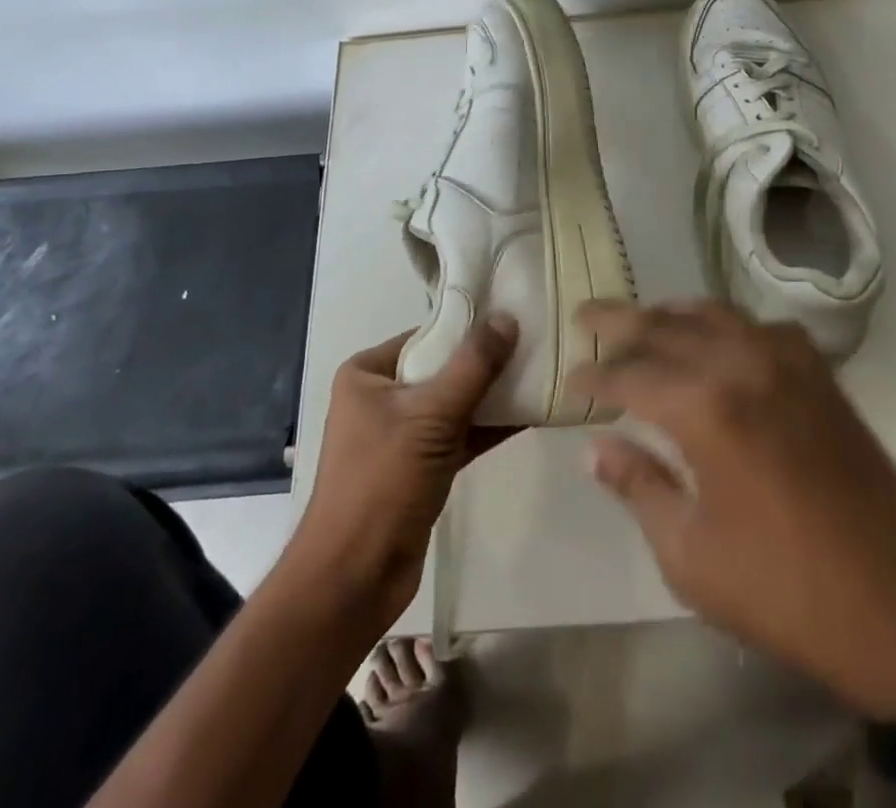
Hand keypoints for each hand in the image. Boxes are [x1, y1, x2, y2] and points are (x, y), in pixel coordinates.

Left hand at [289, 315, 518, 631]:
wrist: (354, 580)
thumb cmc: (382, 483)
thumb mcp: (431, 416)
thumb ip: (473, 366)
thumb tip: (507, 318)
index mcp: (368, 373)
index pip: (427, 334)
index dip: (470, 326)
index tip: (515, 316)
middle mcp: (382, 397)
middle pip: (443, 367)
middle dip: (487, 361)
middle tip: (536, 344)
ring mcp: (401, 434)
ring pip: (455, 402)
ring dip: (493, 395)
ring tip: (541, 375)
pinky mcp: (420, 467)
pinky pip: (460, 434)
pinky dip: (489, 426)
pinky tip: (528, 414)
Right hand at [571, 299, 895, 720]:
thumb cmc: (783, 590)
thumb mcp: (690, 554)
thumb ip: (638, 486)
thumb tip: (594, 447)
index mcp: (705, 408)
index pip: (630, 373)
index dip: (594, 376)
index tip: (569, 382)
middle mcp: (743, 365)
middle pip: (666, 326)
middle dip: (619, 321)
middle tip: (585, 316)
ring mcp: (788, 362)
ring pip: (714, 314)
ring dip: (671, 314)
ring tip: (642, 320)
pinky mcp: (820, 375)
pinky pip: (761, 328)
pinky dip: (727, 325)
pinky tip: (718, 341)